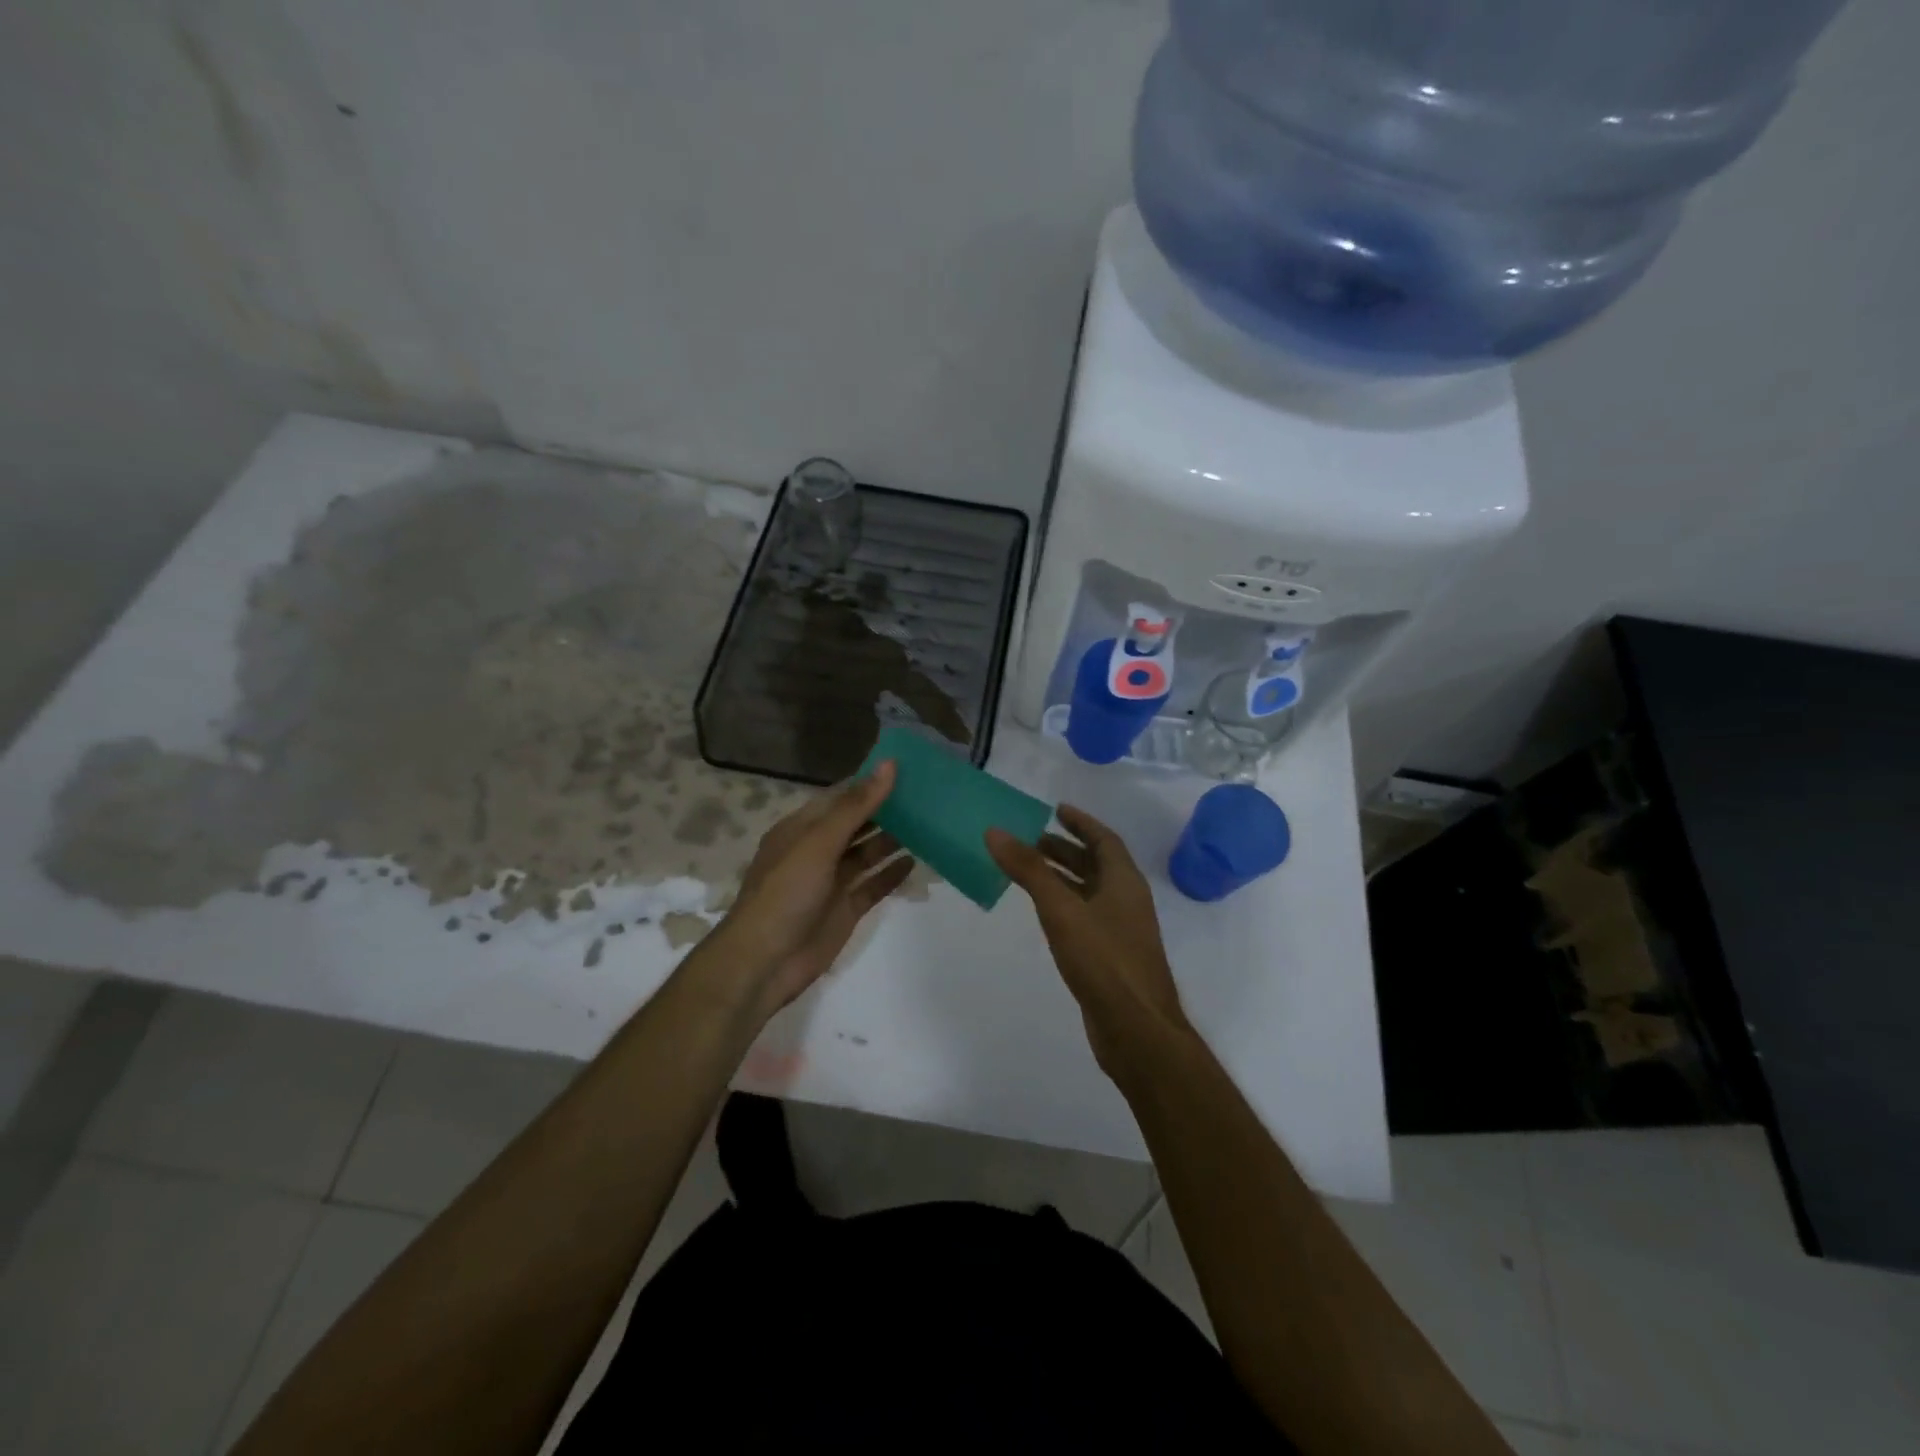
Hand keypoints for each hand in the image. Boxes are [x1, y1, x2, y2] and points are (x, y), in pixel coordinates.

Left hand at [712, 761, 912, 1018]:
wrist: (764, 962)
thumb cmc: (785, 892)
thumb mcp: (819, 842)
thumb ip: (856, 806)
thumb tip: (889, 765)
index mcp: (802, 829)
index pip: (841, 797)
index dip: (870, 783)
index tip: (908, 769)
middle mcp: (817, 851)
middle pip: (857, 824)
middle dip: (887, 810)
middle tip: (928, 796)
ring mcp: (832, 882)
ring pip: (867, 854)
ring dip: (893, 840)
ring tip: (930, 824)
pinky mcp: (845, 909)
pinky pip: (873, 885)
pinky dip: (893, 874)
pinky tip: (917, 862)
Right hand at [986, 805, 1192, 1077]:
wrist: (1136, 1029)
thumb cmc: (1103, 960)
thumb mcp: (1061, 909)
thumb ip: (1029, 870)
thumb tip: (995, 831)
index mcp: (1124, 881)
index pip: (1104, 839)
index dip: (1081, 822)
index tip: (1056, 809)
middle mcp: (1127, 900)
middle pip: (1097, 864)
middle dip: (1066, 849)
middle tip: (1031, 840)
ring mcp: (1121, 931)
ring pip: (1090, 892)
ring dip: (1063, 877)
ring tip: (1029, 871)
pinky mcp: (1111, 957)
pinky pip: (1086, 917)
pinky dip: (1065, 905)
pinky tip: (1044, 914)